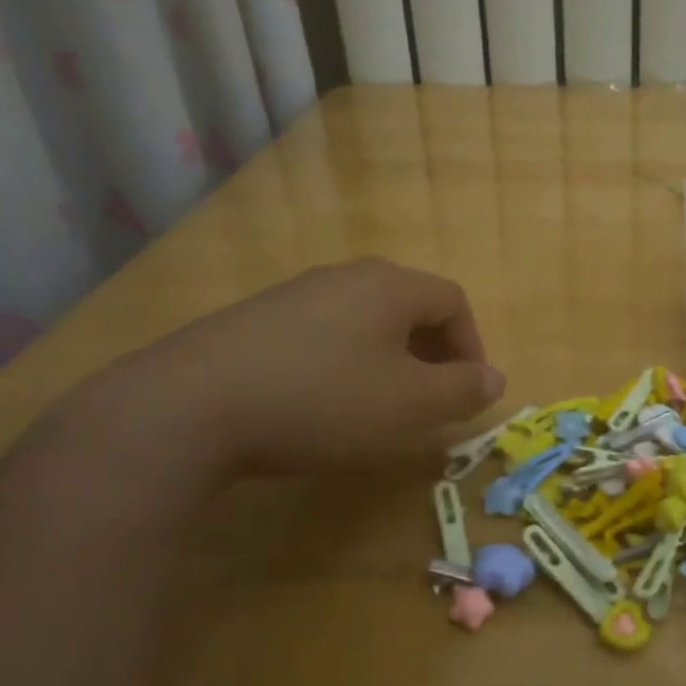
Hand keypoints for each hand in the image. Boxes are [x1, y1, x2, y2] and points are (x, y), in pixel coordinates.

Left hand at [114, 257, 504, 477]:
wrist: (189, 408)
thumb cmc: (323, 400)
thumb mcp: (410, 405)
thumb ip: (463, 390)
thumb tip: (496, 379)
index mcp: (390, 286)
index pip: (453, 300)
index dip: (471, 344)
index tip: (467, 391)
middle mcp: (345, 277)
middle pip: (409, 306)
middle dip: (431, 353)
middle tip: (428, 399)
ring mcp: (294, 294)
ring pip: (363, 320)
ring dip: (387, 359)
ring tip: (378, 405)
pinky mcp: (254, 321)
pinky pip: (320, 334)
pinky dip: (341, 363)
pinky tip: (320, 402)